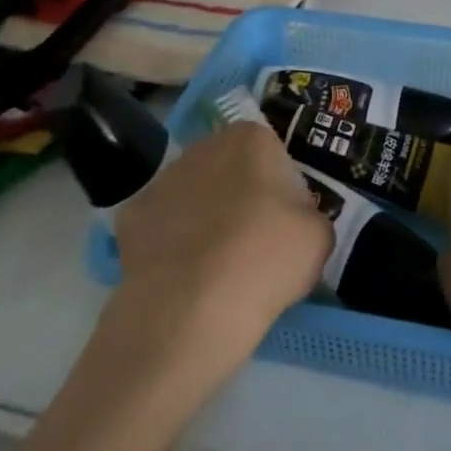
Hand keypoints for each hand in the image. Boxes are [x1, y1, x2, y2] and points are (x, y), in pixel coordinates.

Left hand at [110, 121, 331, 372]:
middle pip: (230, 168)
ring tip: (215, 264)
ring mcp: (161, 180)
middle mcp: (203, 147)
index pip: (274, 154)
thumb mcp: (320, 236)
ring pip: (193, 193)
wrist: (192, 311)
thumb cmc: (266, 259)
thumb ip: (310, 215)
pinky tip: (183, 274)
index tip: (285, 223)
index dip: (282, 189)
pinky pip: (162, 225)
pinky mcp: (130, 217)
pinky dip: (171, 243)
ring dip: (204, 215)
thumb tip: (295, 222)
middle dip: (240, 195)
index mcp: (251, 139)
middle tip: (253, 242)